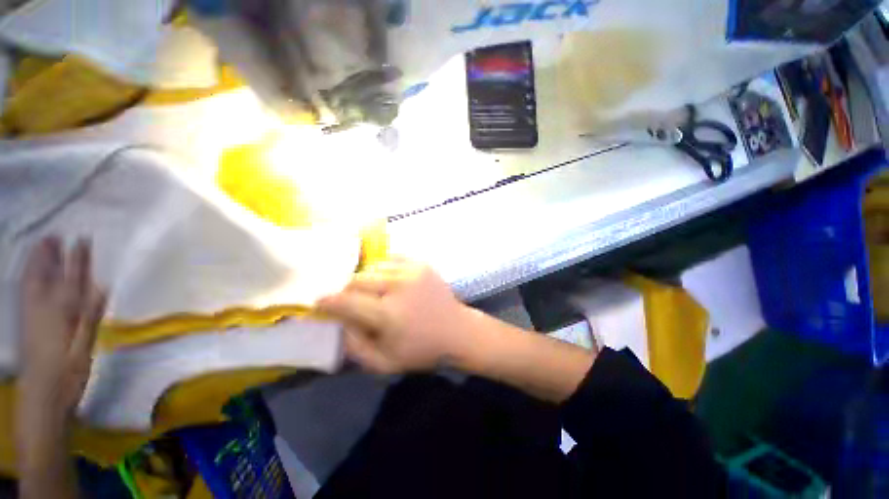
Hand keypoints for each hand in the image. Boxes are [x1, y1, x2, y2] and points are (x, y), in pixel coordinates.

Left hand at [18, 237, 105, 417]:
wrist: (42, 398)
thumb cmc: (68, 375)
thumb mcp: (83, 348)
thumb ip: (90, 317)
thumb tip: (102, 288)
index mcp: (61, 313)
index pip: (72, 279)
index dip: (78, 259)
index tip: (82, 239)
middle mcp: (43, 309)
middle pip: (47, 276)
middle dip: (50, 255)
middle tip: (53, 235)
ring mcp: (31, 316)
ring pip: (32, 283)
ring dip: (37, 263)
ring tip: (41, 246)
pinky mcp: (25, 324)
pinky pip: (25, 294)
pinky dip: (28, 278)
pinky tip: (30, 274)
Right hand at [317, 259, 471, 373]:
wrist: (458, 330)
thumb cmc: (422, 350)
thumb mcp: (383, 363)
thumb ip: (354, 345)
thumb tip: (339, 321)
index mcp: (388, 314)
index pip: (346, 300)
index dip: (328, 301)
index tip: (320, 302)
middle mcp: (398, 287)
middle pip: (357, 279)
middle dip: (347, 290)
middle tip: (349, 299)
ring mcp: (412, 271)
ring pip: (373, 267)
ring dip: (366, 279)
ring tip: (371, 290)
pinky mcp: (421, 264)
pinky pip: (392, 258)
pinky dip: (383, 268)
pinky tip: (386, 279)